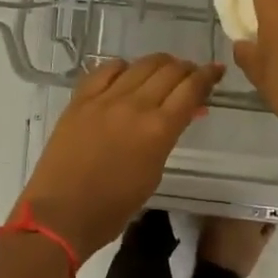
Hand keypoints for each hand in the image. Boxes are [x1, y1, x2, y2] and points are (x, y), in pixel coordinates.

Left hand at [20, 54, 223, 263]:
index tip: (216, 71)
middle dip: (186, 68)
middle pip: (169, 71)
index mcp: (158, 129)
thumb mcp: (153, 173)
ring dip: (158, 64)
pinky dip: (122, 67)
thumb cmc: (113, 207)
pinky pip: (105, 70)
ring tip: (164, 70)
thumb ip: (167, 138)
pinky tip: (126, 73)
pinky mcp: (80, 100)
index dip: (207, 76)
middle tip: (191, 74)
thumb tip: (181, 115)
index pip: (191, 89)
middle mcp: (134, 106)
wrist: (61, 213)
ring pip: (140, 65)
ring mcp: (104, 99)